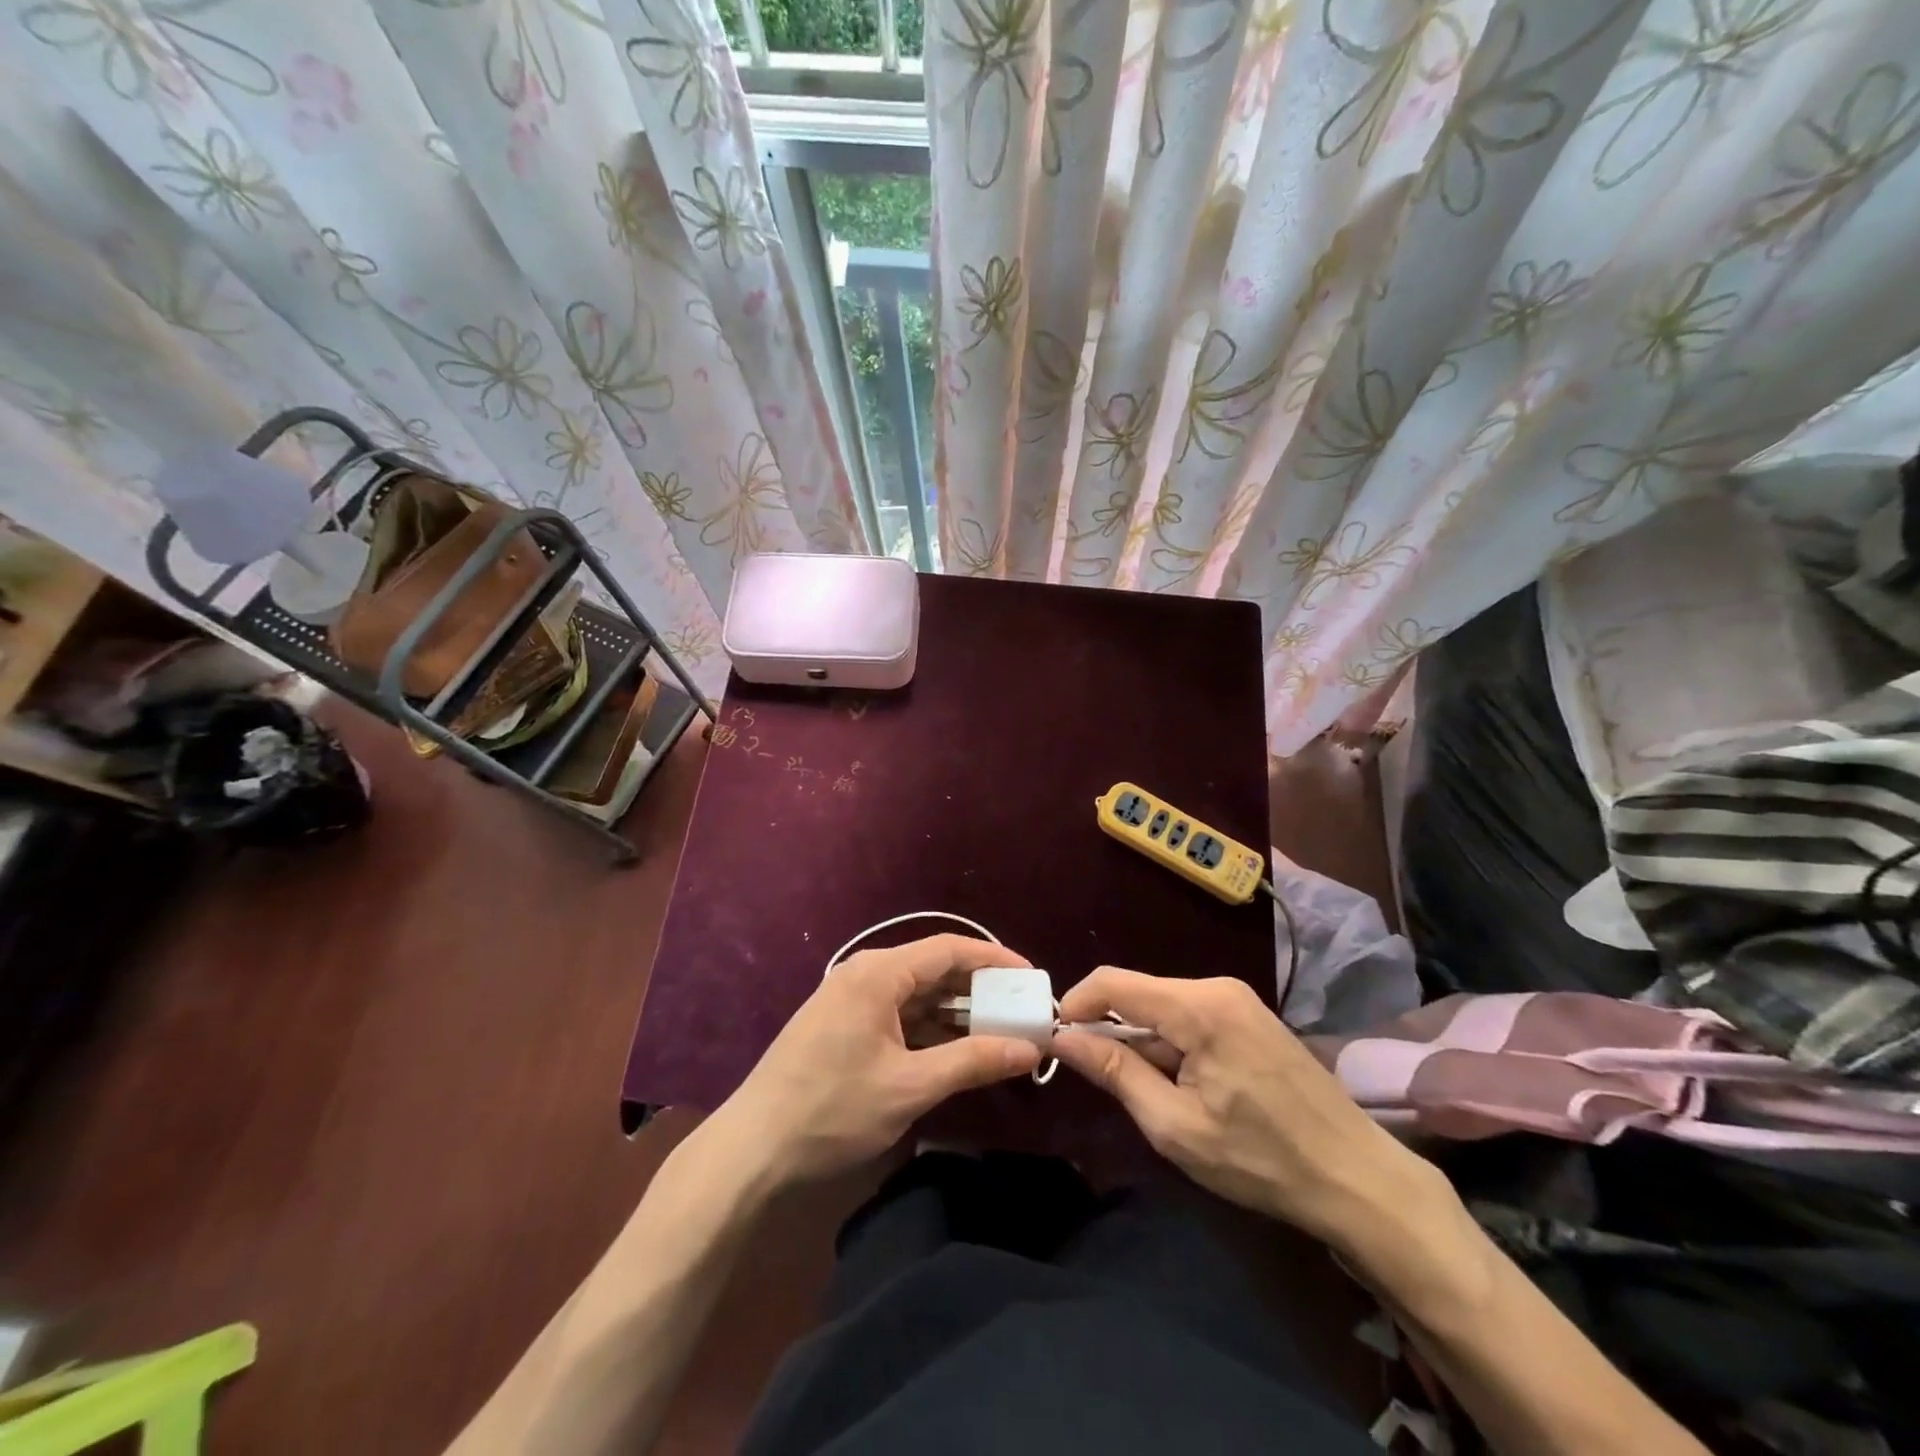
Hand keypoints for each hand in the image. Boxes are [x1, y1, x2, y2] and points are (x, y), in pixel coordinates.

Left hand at [714, 935, 1041, 1187]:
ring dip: (955, 1013)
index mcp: (878, 973)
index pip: (949, 949)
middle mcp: (864, 974)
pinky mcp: (842, 1025)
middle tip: (1020, 1012)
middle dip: (978, 990)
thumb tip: (1028, 1048)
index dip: (994, 959)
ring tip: (997, 1034)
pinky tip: (954, 1052)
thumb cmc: (833, 1110)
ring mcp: (850, 999)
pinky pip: (897, 1014)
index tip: (1031, 978)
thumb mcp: (910, 1086)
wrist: (752, 1150)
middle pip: (933, 969)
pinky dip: (928, 1029)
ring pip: (916, 994)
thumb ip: (972, 1061)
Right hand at [1052, 969, 1438, 1247]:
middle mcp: (1216, 987)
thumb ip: (1114, 1073)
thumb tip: (1062, 1039)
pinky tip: (1187, 1087)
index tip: (1057, 1043)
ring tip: (1156, 1097)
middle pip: (1139, 994)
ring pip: (1164, 1007)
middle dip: (1112, 1032)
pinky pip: (1191, 1017)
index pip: (1113, 983)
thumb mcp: (1175, 1125)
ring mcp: (1239, 999)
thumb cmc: (1261, 1159)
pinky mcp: (1251, 1017)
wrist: (1358, 1179)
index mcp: (1198, 1006)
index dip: (1076, 1006)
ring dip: (1144, 1043)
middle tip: (1106, 1085)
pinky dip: (1172, 1044)